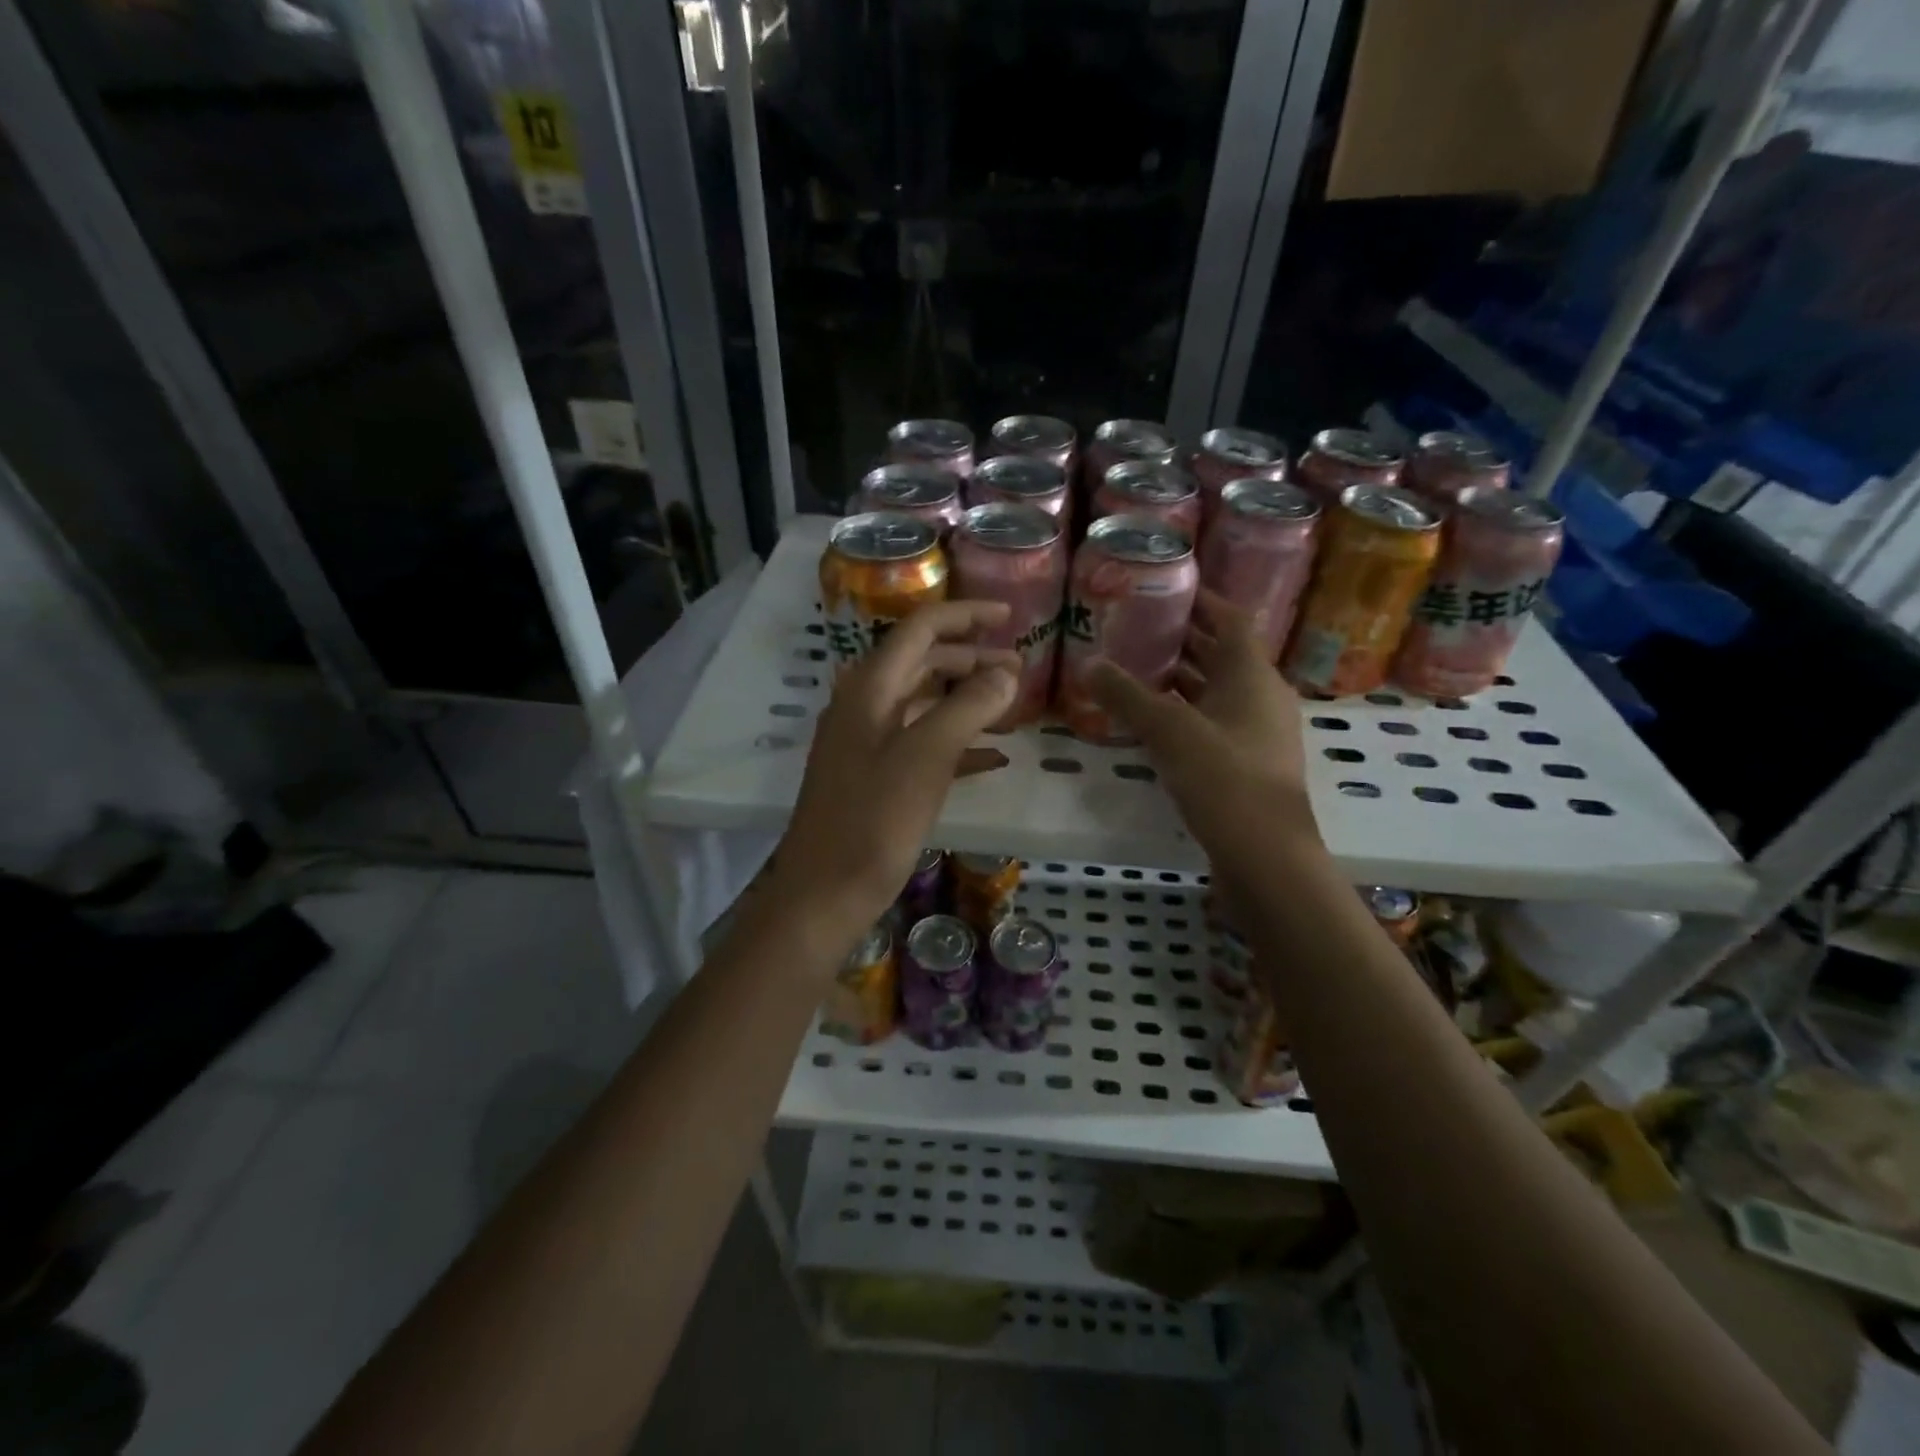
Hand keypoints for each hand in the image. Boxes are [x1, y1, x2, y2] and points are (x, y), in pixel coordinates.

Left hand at [770, 601, 1018, 937]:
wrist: (824, 893)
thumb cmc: (874, 821)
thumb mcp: (926, 758)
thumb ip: (968, 707)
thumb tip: (1007, 672)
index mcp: (870, 689)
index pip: (920, 629)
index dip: (965, 615)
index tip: (1010, 616)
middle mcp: (864, 706)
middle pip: (922, 662)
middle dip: (972, 659)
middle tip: (1020, 668)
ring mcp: (866, 743)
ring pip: (924, 703)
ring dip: (966, 699)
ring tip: (1011, 706)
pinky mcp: (873, 778)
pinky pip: (921, 744)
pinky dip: (956, 743)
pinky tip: (993, 760)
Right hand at [1088, 590, 1323, 873]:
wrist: (1265, 854)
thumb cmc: (1223, 778)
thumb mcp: (1168, 730)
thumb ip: (1127, 695)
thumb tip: (1089, 664)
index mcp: (1252, 674)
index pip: (1231, 619)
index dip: (1202, 600)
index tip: (1167, 588)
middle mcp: (1262, 696)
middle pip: (1224, 654)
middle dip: (1185, 640)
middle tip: (1139, 627)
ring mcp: (1259, 732)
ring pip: (1219, 691)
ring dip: (1184, 679)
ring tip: (1139, 669)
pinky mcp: (1249, 764)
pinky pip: (1216, 722)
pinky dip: (1187, 713)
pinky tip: (1154, 722)